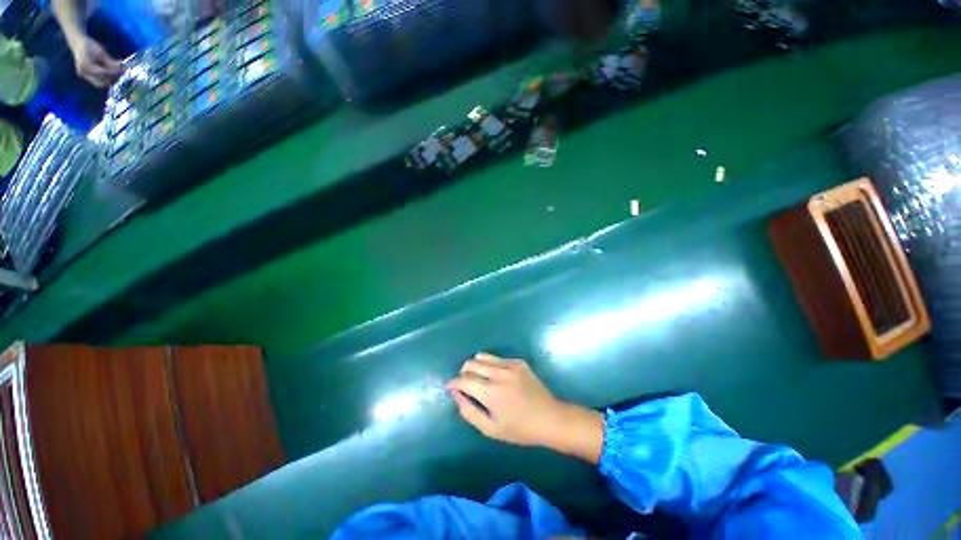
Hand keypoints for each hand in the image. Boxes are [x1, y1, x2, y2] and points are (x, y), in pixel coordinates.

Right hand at [68, 35, 122, 87]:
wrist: (77, 43)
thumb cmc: (90, 45)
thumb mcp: (101, 52)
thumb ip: (110, 61)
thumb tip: (121, 67)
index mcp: (86, 65)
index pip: (102, 73)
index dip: (113, 72)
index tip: (122, 70)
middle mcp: (83, 72)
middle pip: (101, 81)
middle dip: (112, 79)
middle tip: (121, 74)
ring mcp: (83, 75)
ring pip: (99, 83)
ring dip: (109, 80)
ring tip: (117, 75)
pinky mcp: (85, 76)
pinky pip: (97, 81)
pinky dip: (105, 79)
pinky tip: (110, 75)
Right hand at [447, 353, 604, 462]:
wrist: (550, 418)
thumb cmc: (519, 429)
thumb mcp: (490, 429)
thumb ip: (469, 411)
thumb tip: (456, 394)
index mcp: (491, 391)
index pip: (463, 379)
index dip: (453, 383)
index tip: (450, 387)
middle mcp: (499, 373)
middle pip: (471, 363)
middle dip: (463, 373)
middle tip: (464, 385)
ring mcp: (510, 364)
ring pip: (483, 356)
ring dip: (475, 365)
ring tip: (478, 378)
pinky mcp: (518, 362)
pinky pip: (497, 358)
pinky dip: (490, 365)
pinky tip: (497, 378)